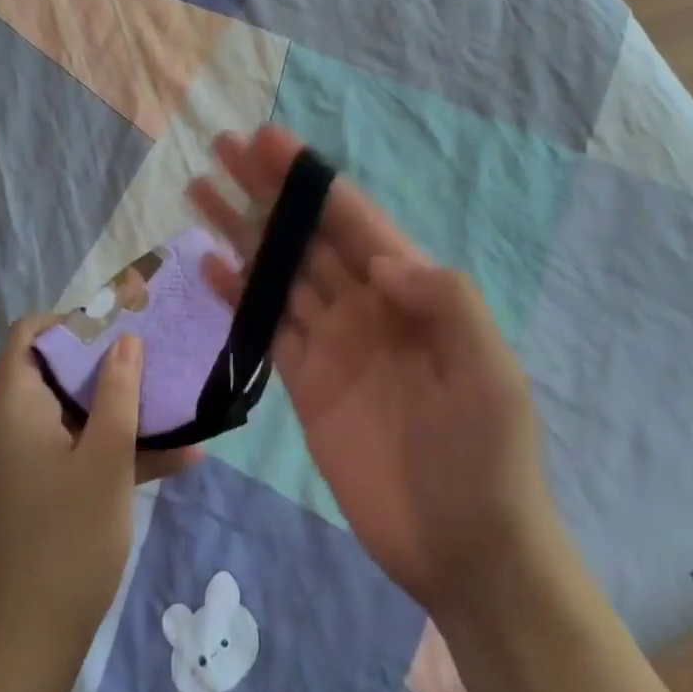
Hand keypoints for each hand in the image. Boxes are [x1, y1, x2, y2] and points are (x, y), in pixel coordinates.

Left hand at [0, 316, 201, 660]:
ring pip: (77, 414)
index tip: (117, 324)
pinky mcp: (46, 492)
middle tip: (156, 354)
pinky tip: (183, 458)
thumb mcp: (106, 458)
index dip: (69, 321)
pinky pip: (83, 453)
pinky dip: (121, 450)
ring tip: (179, 400)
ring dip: (125, 408)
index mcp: (15, 410)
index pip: (27, 336)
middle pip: (57, 371)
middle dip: (110, 362)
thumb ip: (118, 392)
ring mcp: (29, 463)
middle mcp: (14, 428)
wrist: (36, 644)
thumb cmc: (70, 539)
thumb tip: (126, 340)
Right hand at [190, 127, 555, 614]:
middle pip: (308, 235)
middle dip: (268, 191)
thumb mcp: (490, 371)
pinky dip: (240, 294)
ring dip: (243, 231)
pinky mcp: (306, 383)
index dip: (310, 179)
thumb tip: (381, 261)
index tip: (269, 141)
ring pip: (280, 272)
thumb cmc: (488, 456)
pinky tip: (210, 264)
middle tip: (223, 148)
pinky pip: (268, 327)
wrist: (468, 550)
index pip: (353, 220)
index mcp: (412, 290)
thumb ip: (446, 302)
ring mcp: (334, 342)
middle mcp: (367, 304)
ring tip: (201, 192)